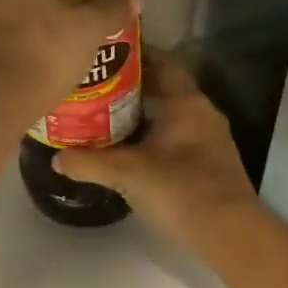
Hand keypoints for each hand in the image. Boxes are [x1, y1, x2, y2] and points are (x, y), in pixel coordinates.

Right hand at [53, 52, 260, 247]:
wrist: (230, 235)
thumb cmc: (180, 188)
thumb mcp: (126, 173)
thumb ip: (88, 162)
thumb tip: (56, 159)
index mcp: (186, 103)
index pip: (162, 62)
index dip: (135, 54)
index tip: (105, 53)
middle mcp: (201, 113)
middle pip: (163, 87)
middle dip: (130, 84)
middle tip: (94, 84)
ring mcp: (207, 140)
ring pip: (168, 113)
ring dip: (140, 111)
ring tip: (102, 112)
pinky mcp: (207, 163)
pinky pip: (173, 135)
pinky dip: (150, 134)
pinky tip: (126, 146)